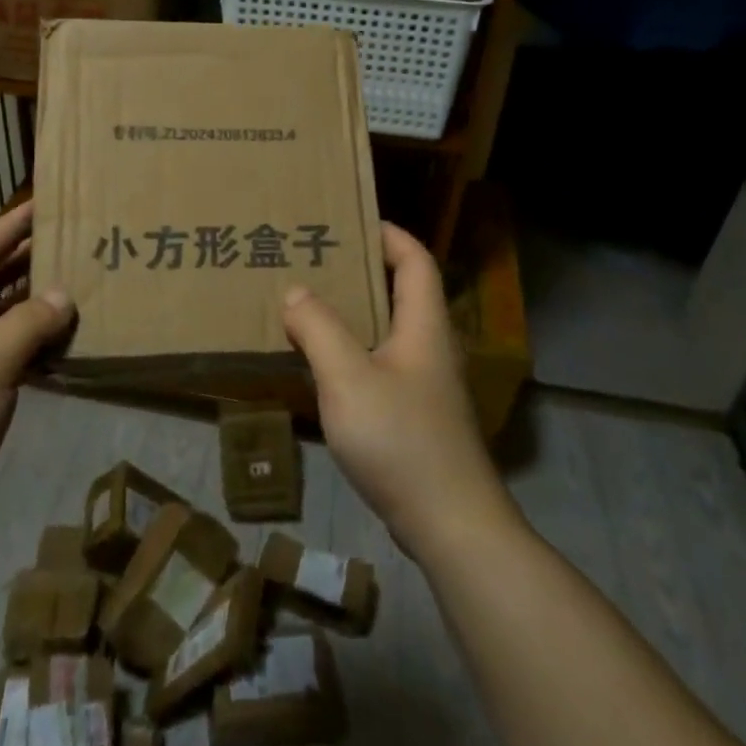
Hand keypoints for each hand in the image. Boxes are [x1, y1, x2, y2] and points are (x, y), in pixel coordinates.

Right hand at [282, 222, 512, 558]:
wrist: (449, 523)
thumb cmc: (401, 439)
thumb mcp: (348, 378)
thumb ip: (319, 329)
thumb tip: (296, 291)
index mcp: (423, 325)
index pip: (415, 260)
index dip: (389, 234)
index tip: (350, 221)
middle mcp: (430, 346)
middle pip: (402, 292)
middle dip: (361, 270)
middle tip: (315, 261)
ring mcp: (426, 384)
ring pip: (389, 330)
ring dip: (353, 312)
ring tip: (309, 304)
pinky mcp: (416, 415)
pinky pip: (381, 364)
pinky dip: (353, 350)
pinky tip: (322, 363)